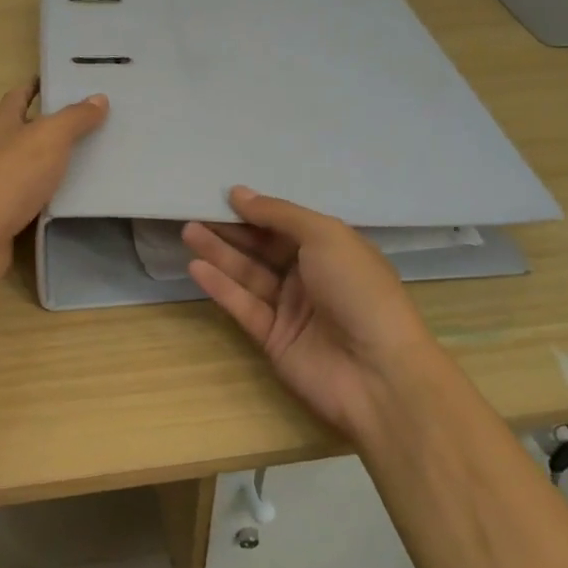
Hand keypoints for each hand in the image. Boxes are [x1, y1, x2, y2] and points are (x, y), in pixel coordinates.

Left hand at [0, 81, 109, 288]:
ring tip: (94, 156)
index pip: (19, 95)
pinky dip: (53, 192)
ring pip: (32, 164)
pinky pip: (34, 195)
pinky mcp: (4, 213)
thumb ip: (74, 118)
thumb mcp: (49, 137)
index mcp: (2, 123)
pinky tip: (76, 195)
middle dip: (55, 124)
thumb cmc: (11, 175)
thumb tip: (98, 98)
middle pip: (27, 129)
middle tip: (94, 121)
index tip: (67, 82)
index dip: (39, 86)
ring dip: (56, 160)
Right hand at [183, 187, 438, 441]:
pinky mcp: (274, 338)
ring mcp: (292, 308)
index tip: (222, 195)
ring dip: (220, 253)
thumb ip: (279, 214)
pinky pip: (244, 306)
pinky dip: (222, 287)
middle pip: (263, 247)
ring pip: (249, 274)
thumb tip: (239, 193)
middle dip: (231, 230)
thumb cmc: (358, 290)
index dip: (256, 210)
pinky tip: (197, 268)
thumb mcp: (325, 236)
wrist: (379, 374)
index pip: (285, 224)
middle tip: (195, 211)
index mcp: (332, 248)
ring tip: (188, 231)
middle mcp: (311, 275)